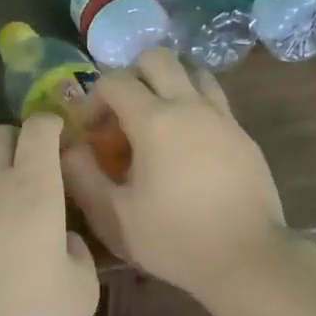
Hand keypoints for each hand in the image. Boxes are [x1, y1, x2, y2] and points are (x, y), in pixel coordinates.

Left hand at [0, 114, 101, 315]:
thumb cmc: (22, 311)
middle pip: (0, 136)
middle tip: (42, 171)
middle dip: (20, 140)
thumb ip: (79, 256)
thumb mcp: (79, 294)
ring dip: (0, 187)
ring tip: (21, 228)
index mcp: (33, 186)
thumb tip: (65, 241)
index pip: (38, 129)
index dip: (51, 123)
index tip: (64, 135)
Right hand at [61, 49, 290, 300]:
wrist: (247, 258)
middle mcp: (189, 105)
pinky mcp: (243, 134)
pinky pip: (213, 99)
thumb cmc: (174, 238)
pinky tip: (187, 143)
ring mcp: (222, 116)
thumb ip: (82, 176)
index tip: (90, 131)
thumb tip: (68, 147)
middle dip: (131, 76)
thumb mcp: (114, 215)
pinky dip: (193, 104)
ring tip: (156, 120)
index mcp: (154, 120)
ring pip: (192, 71)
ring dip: (167, 83)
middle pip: (156, 58)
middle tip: (122, 114)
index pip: (114, 80)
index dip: (93, 99)